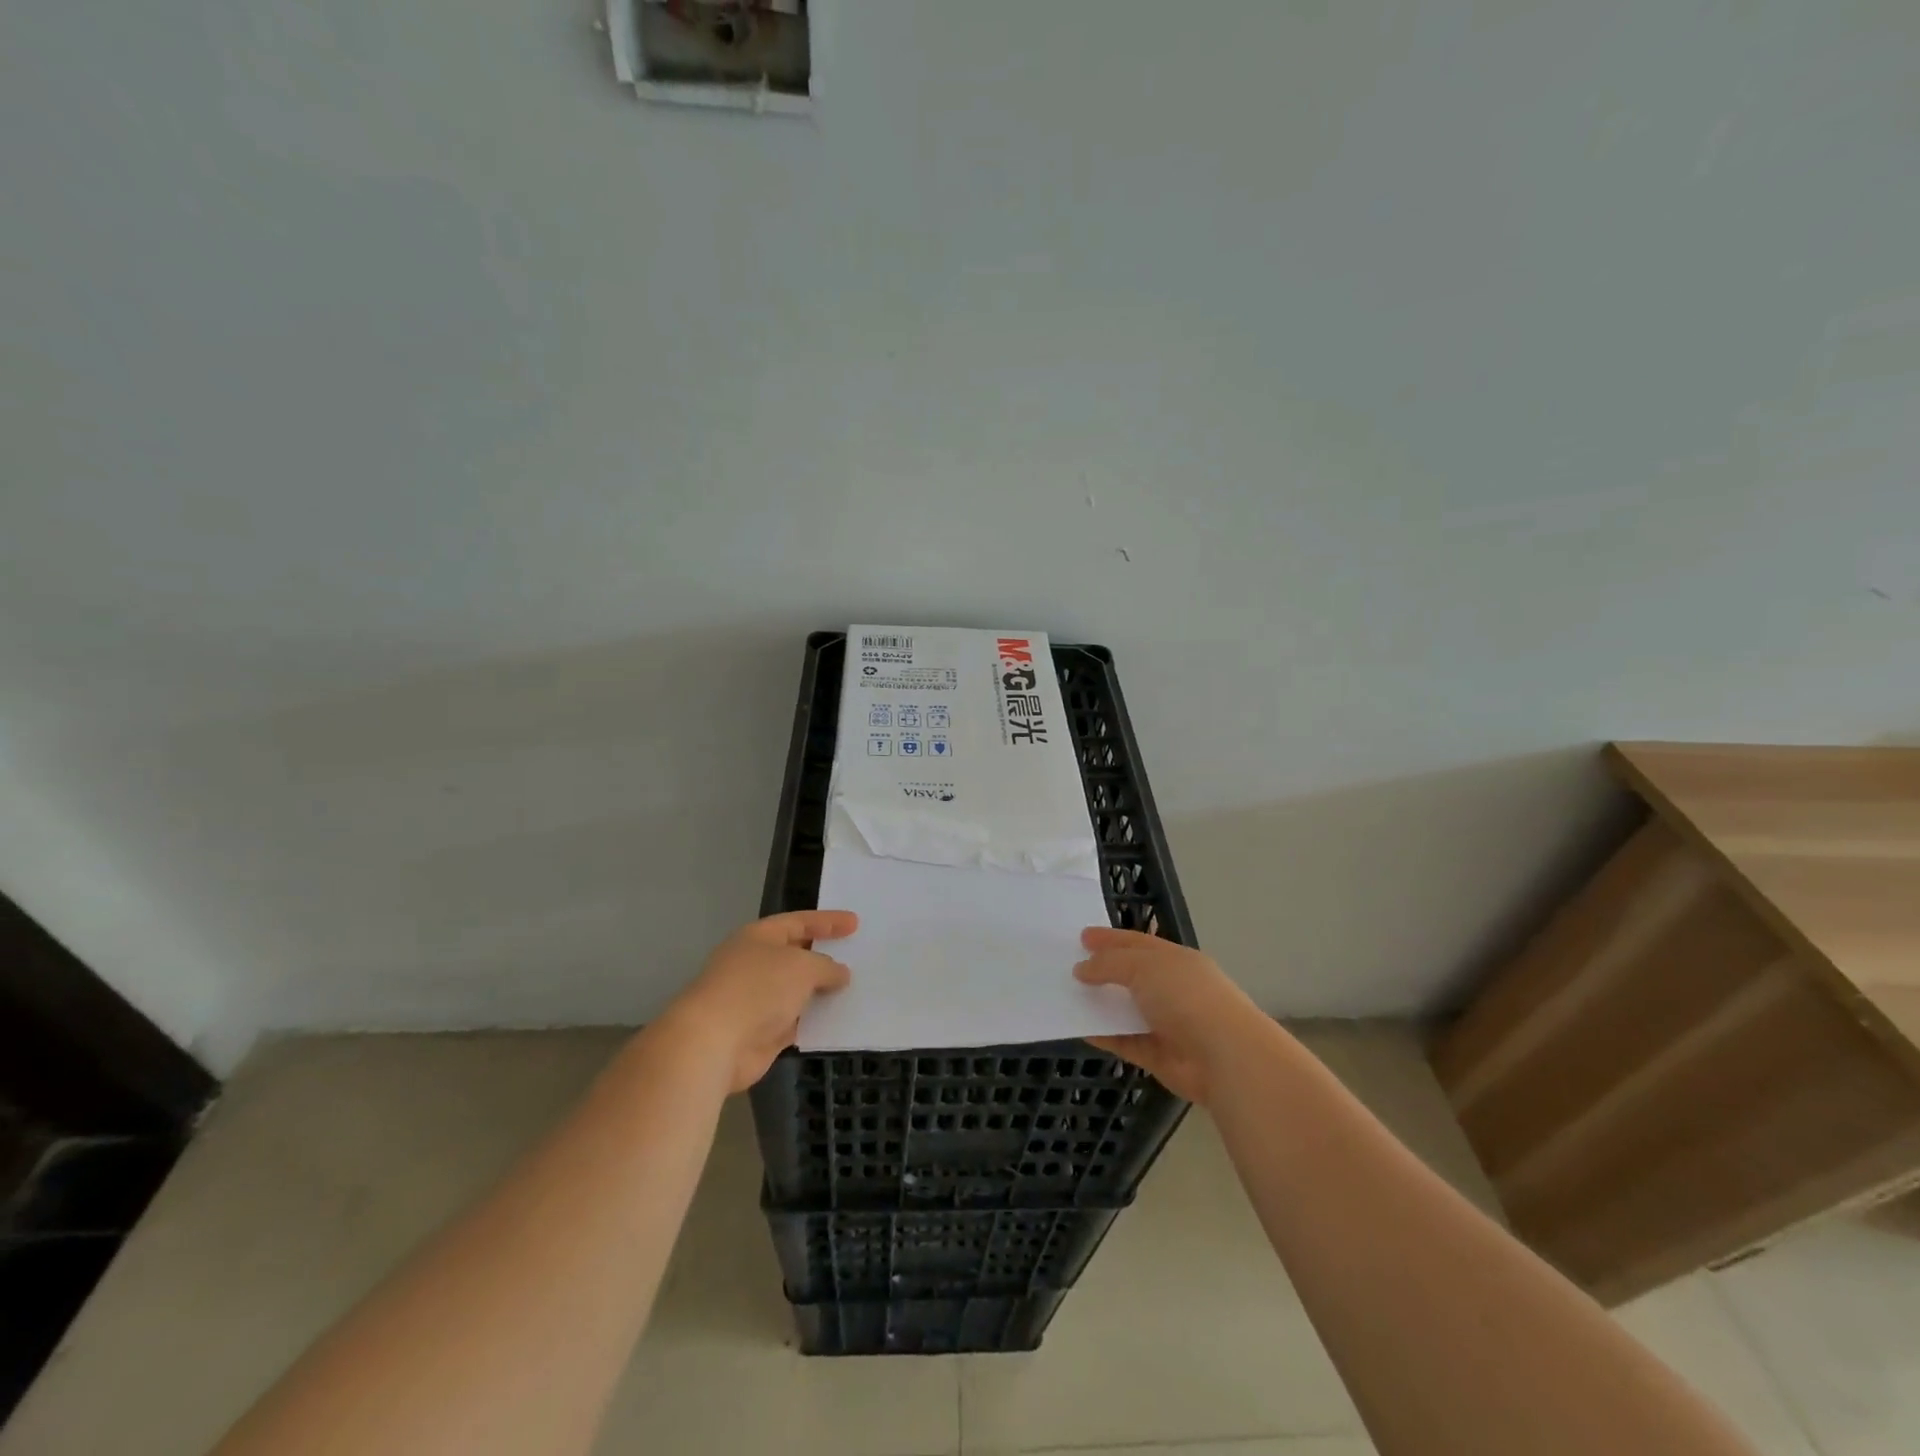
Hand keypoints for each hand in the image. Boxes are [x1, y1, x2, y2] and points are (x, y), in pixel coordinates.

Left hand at [660, 910, 857, 1092]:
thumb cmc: (757, 988)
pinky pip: (795, 1021)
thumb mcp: (802, 967)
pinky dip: (813, 1020)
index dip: (827, 921)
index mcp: (759, 937)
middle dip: (824, 956)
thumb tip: (839, 973)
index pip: (799, 922)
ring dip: (820, 991)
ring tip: (855, 988)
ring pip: (796, 990)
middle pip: (796, 955)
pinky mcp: (760, 1033)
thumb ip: (826, 967)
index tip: (855, 923)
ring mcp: (756, 1000)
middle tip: (856, 955)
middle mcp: (755, 964)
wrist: (714, 1043)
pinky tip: (838, 1020)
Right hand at [1074, 927, 1265, 1105]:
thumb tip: (1081, 969)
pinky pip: (1124, 1041)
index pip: (1137, 943)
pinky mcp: (1158, 1055)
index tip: (1082, 937)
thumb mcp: (1143, 967)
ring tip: (1067, 996)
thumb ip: (1109, 964)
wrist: (1223, 1056)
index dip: (1110, 939)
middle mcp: (1172, 988)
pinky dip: (1103, 1035)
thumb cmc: (1186, 997)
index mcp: (1175, 960)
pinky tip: (1079, 1028)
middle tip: (1069, 967)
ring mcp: (1166, 1023)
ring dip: (1101, 1004)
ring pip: (1126, 1009)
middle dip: (1103, 971)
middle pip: (1131, 975)